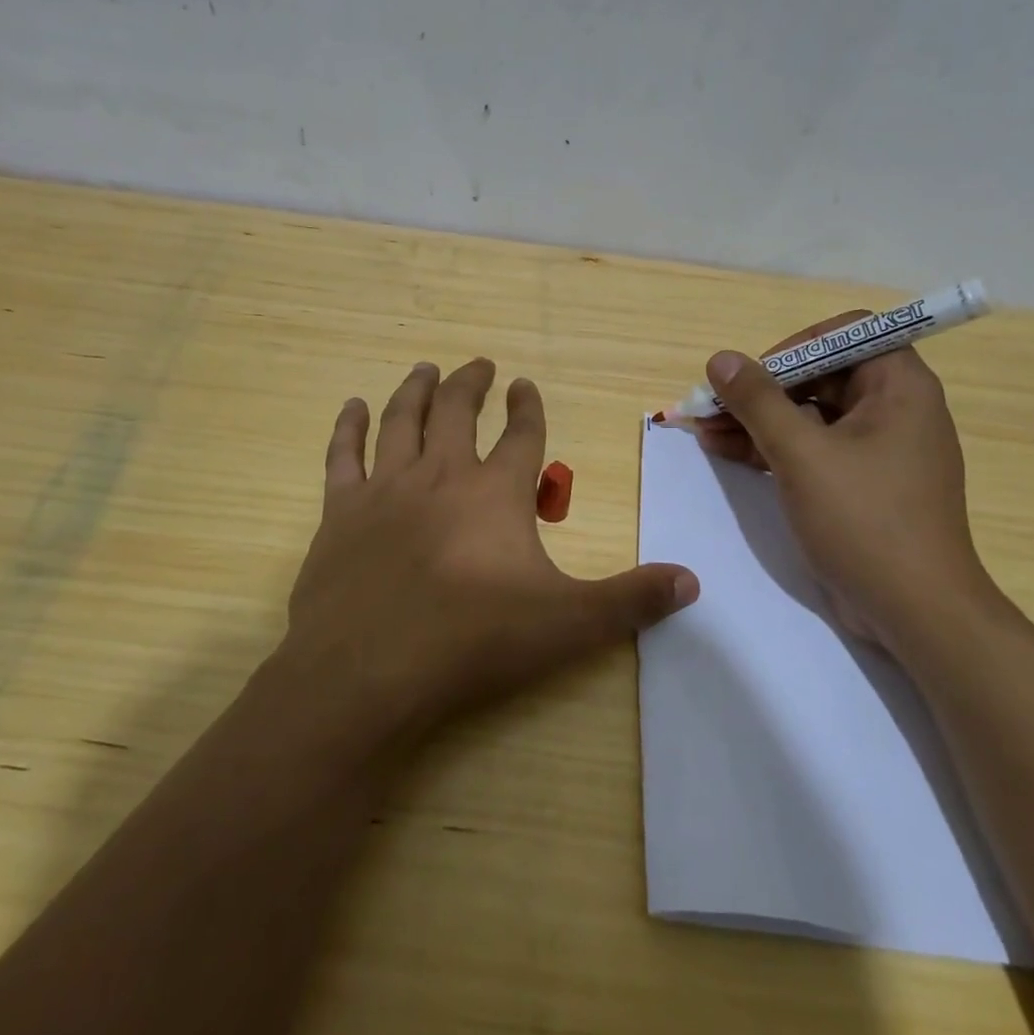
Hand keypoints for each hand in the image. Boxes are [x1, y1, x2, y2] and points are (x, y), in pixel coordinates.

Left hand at [279, 359, 698, 740]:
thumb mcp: (568, 624)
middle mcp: (440, 475)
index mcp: (495, 493)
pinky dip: (349, 427)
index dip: (528, 407)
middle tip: (480, 365)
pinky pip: (344, 455)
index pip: (521, 434)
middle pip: (458, 412)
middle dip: (472, 384)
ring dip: (417, 390)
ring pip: (403, 421)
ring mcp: (386, 489)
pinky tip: (352, 406)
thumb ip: (631, 600)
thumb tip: (692, 581)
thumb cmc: (473, 642)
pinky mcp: (341, 512)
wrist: (369, 670)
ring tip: (426, 368)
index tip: (526, 384)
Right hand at [695, 315, 996, 648]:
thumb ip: (758, 402)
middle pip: (820, 375)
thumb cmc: (865, 520)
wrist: (915, 612)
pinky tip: (725, 451)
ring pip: (809, 415)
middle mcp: (894, 408)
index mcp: (899, 386)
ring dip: (757, 420)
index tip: (753, 374)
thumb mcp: (801, 454)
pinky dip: (772, 448)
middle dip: (762, 389)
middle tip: (712, 404)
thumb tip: (720, 359)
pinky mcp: (860, 484)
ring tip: (704, 429)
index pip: (846, 333)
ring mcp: (877, 449)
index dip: (794, 345)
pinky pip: (813, 449)